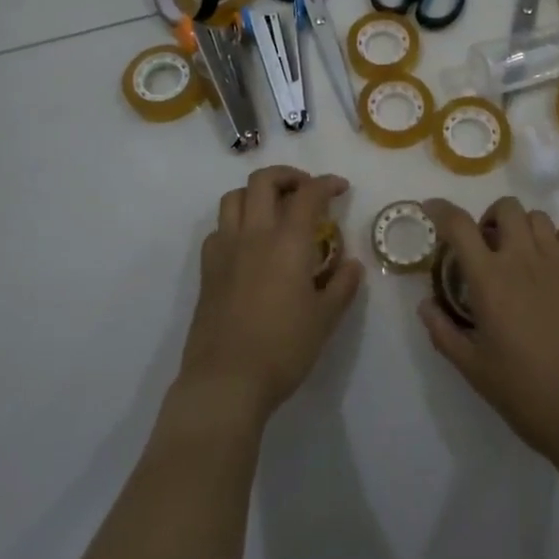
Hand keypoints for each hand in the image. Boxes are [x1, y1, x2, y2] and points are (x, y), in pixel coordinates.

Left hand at [177, 166, 363, 429]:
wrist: (226, 382)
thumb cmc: (283, 349)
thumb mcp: (325, 319)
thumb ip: (342, 286)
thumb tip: (352, 264)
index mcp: (288, 241)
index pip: (308, 194)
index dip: (327, 183)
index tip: (340, 188)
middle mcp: (254, 234)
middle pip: (263, 181)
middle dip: (288, 176)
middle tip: (305, 191)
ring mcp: (225, 250)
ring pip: (233, 197)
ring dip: (256, 194)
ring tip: (274, 210)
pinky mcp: (207, 270)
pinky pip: (218, 229)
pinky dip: (235, 223)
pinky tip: (248, 244)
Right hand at [418, 197, 558, 475]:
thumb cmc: (526, 395)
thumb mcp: (473, 370)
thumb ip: (443, 332)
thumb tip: (425, 304)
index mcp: (490, 280)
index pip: (459, 225)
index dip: (441, 209)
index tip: (432, 210)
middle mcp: (524, 259)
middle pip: (505, 208)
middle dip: (489, 219)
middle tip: (487, 249)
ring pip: (538, 217)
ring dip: (522, 229)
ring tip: (522, 257)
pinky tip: (556, 263)